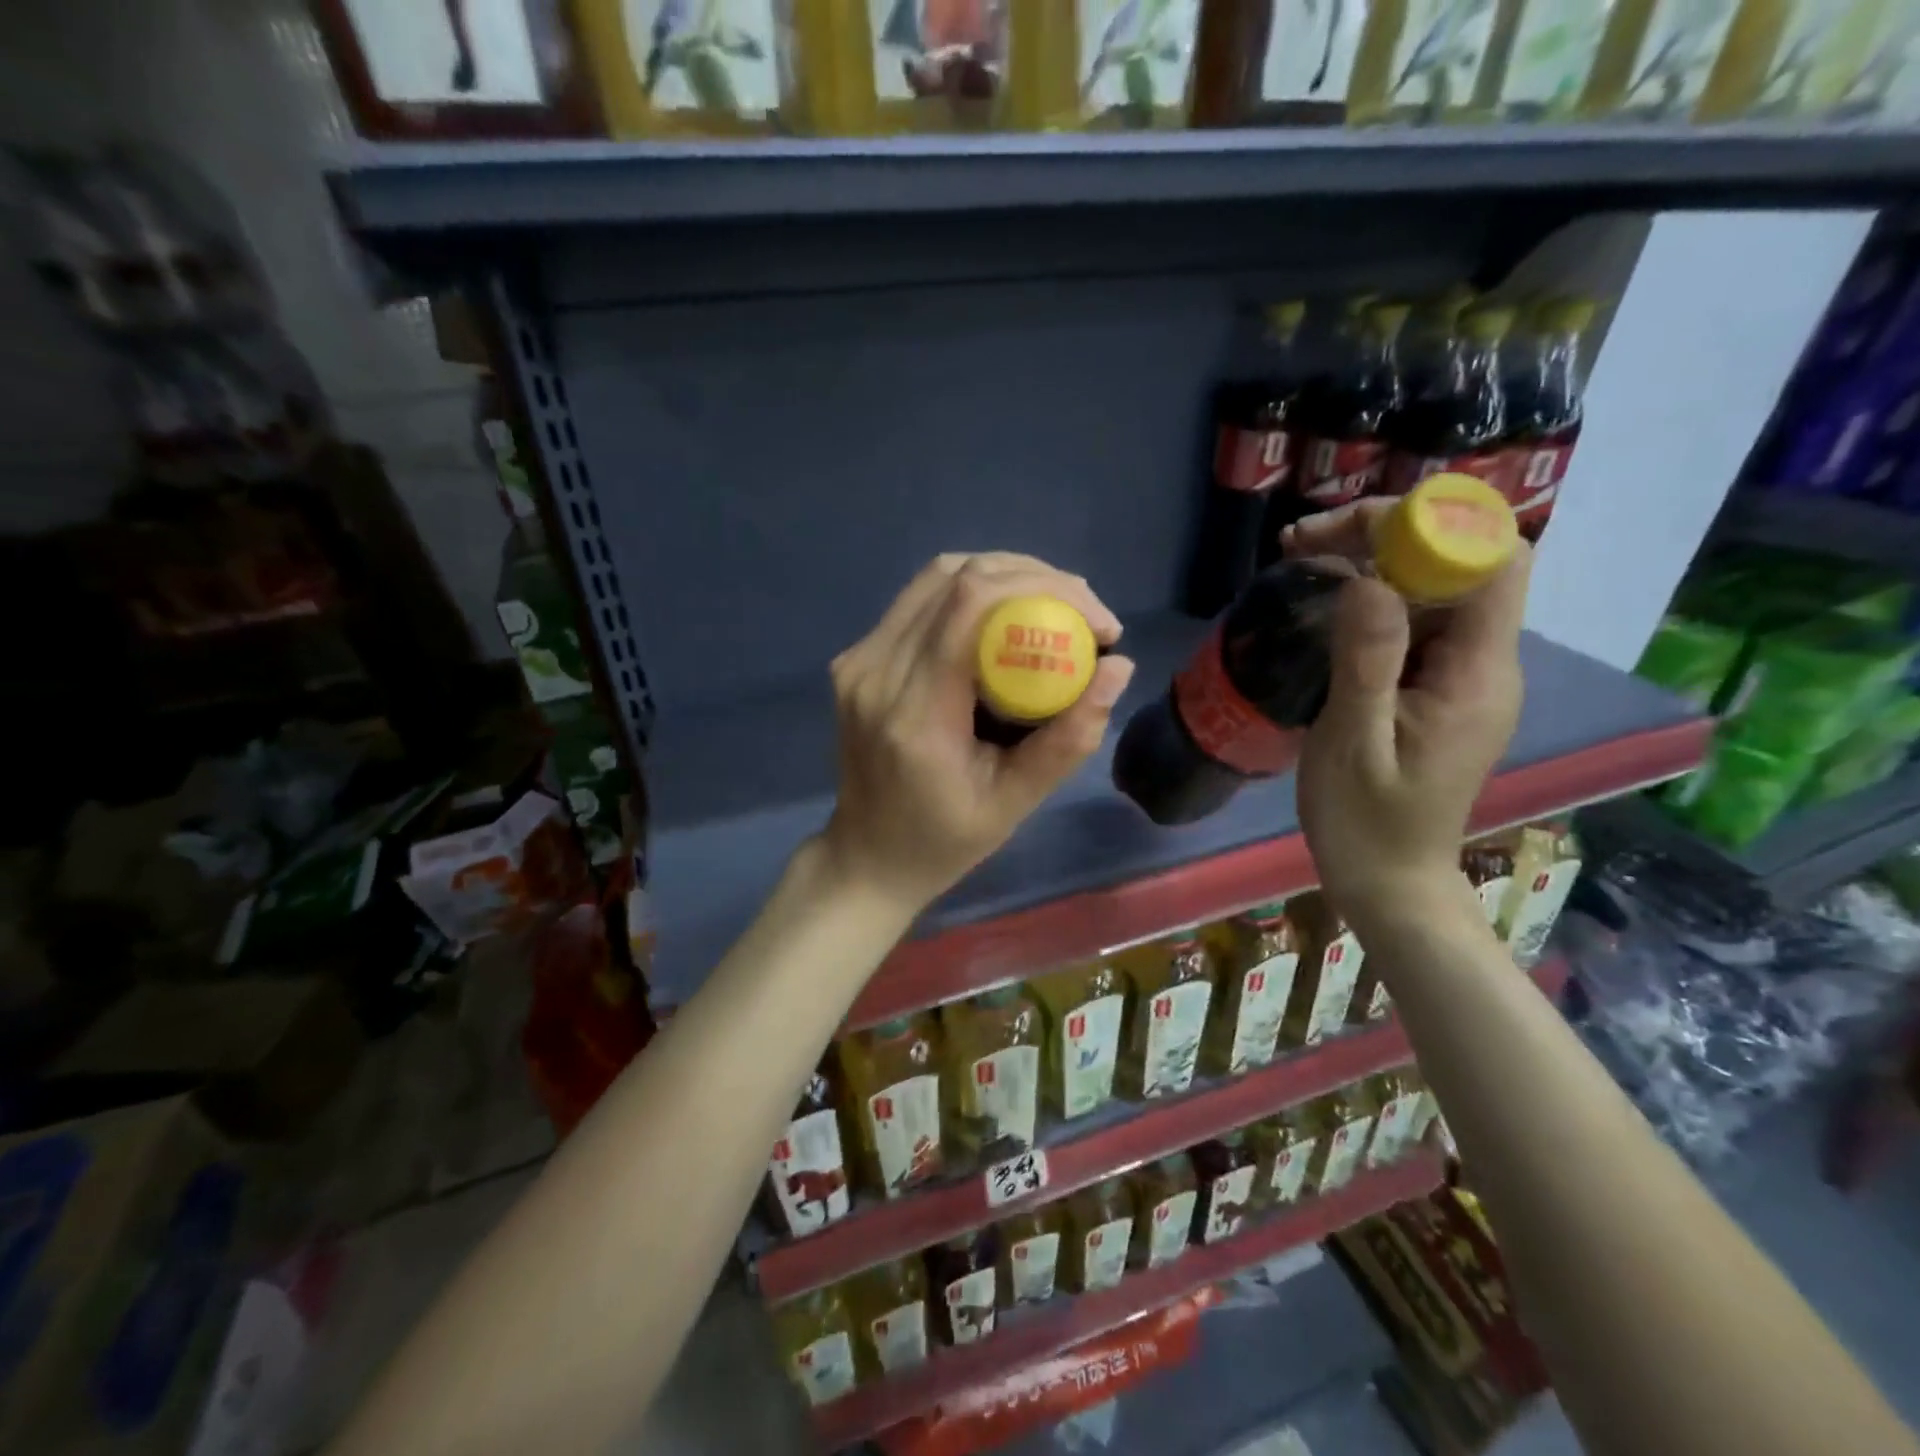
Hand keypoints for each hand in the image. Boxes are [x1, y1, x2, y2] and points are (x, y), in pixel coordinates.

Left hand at [818, 553, 1135, 912]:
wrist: (868, 856)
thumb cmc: (943, 841)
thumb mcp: (1014, 804)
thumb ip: (1067, 739)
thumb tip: (1118, 667)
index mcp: (914, 713)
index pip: (971, 605)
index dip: (1045, 589)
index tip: (1100, 622)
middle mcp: (875, 672)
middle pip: (955, 577)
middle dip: (1034, 577)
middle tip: (1085, 612)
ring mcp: (858, 660)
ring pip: (935, 577)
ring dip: (1003, 576)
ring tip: (1054, 606)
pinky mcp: (856, 658)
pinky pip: (919, 601)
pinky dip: (971, 595)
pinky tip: (1007, 619)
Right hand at [1287, 502, 1531, 939]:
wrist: (1388, 882)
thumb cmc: (1365, 822)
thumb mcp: (1353, 744)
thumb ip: (1366, 662)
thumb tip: (1370, 581)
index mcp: (1476, 675)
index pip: (1491, 564)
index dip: (1433, 529)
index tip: (1351, 533)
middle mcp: (1484, 664)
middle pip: (1462, 565)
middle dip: (1389, 535)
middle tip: (1303, 541)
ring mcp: (1462, 677)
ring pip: (1435, 589)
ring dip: (1375, 562)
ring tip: (1301, 558)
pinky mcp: (1437, 689)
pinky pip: (1416, 622)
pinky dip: (1372, 599)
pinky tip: (1325, 603)